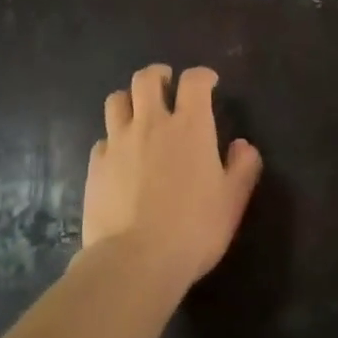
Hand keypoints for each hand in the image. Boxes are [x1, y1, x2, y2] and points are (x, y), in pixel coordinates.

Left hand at [83, 64, 261, 284]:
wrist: (134, 261)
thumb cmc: (194, 228)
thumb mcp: (232, 201)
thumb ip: (243, 167)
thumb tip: (242, 145)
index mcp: (190, 126)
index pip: (194, 81)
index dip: (202, 76)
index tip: (209, 84)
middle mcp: (151, 124)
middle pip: (146, 79)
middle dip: (158, 75)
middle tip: (167, 85)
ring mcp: (118, 143)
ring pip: (117, 100)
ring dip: (130, 99)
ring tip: (138, 112)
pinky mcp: (95, 166)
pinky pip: (103, 139)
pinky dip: (113, 139)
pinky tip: (120, 155)